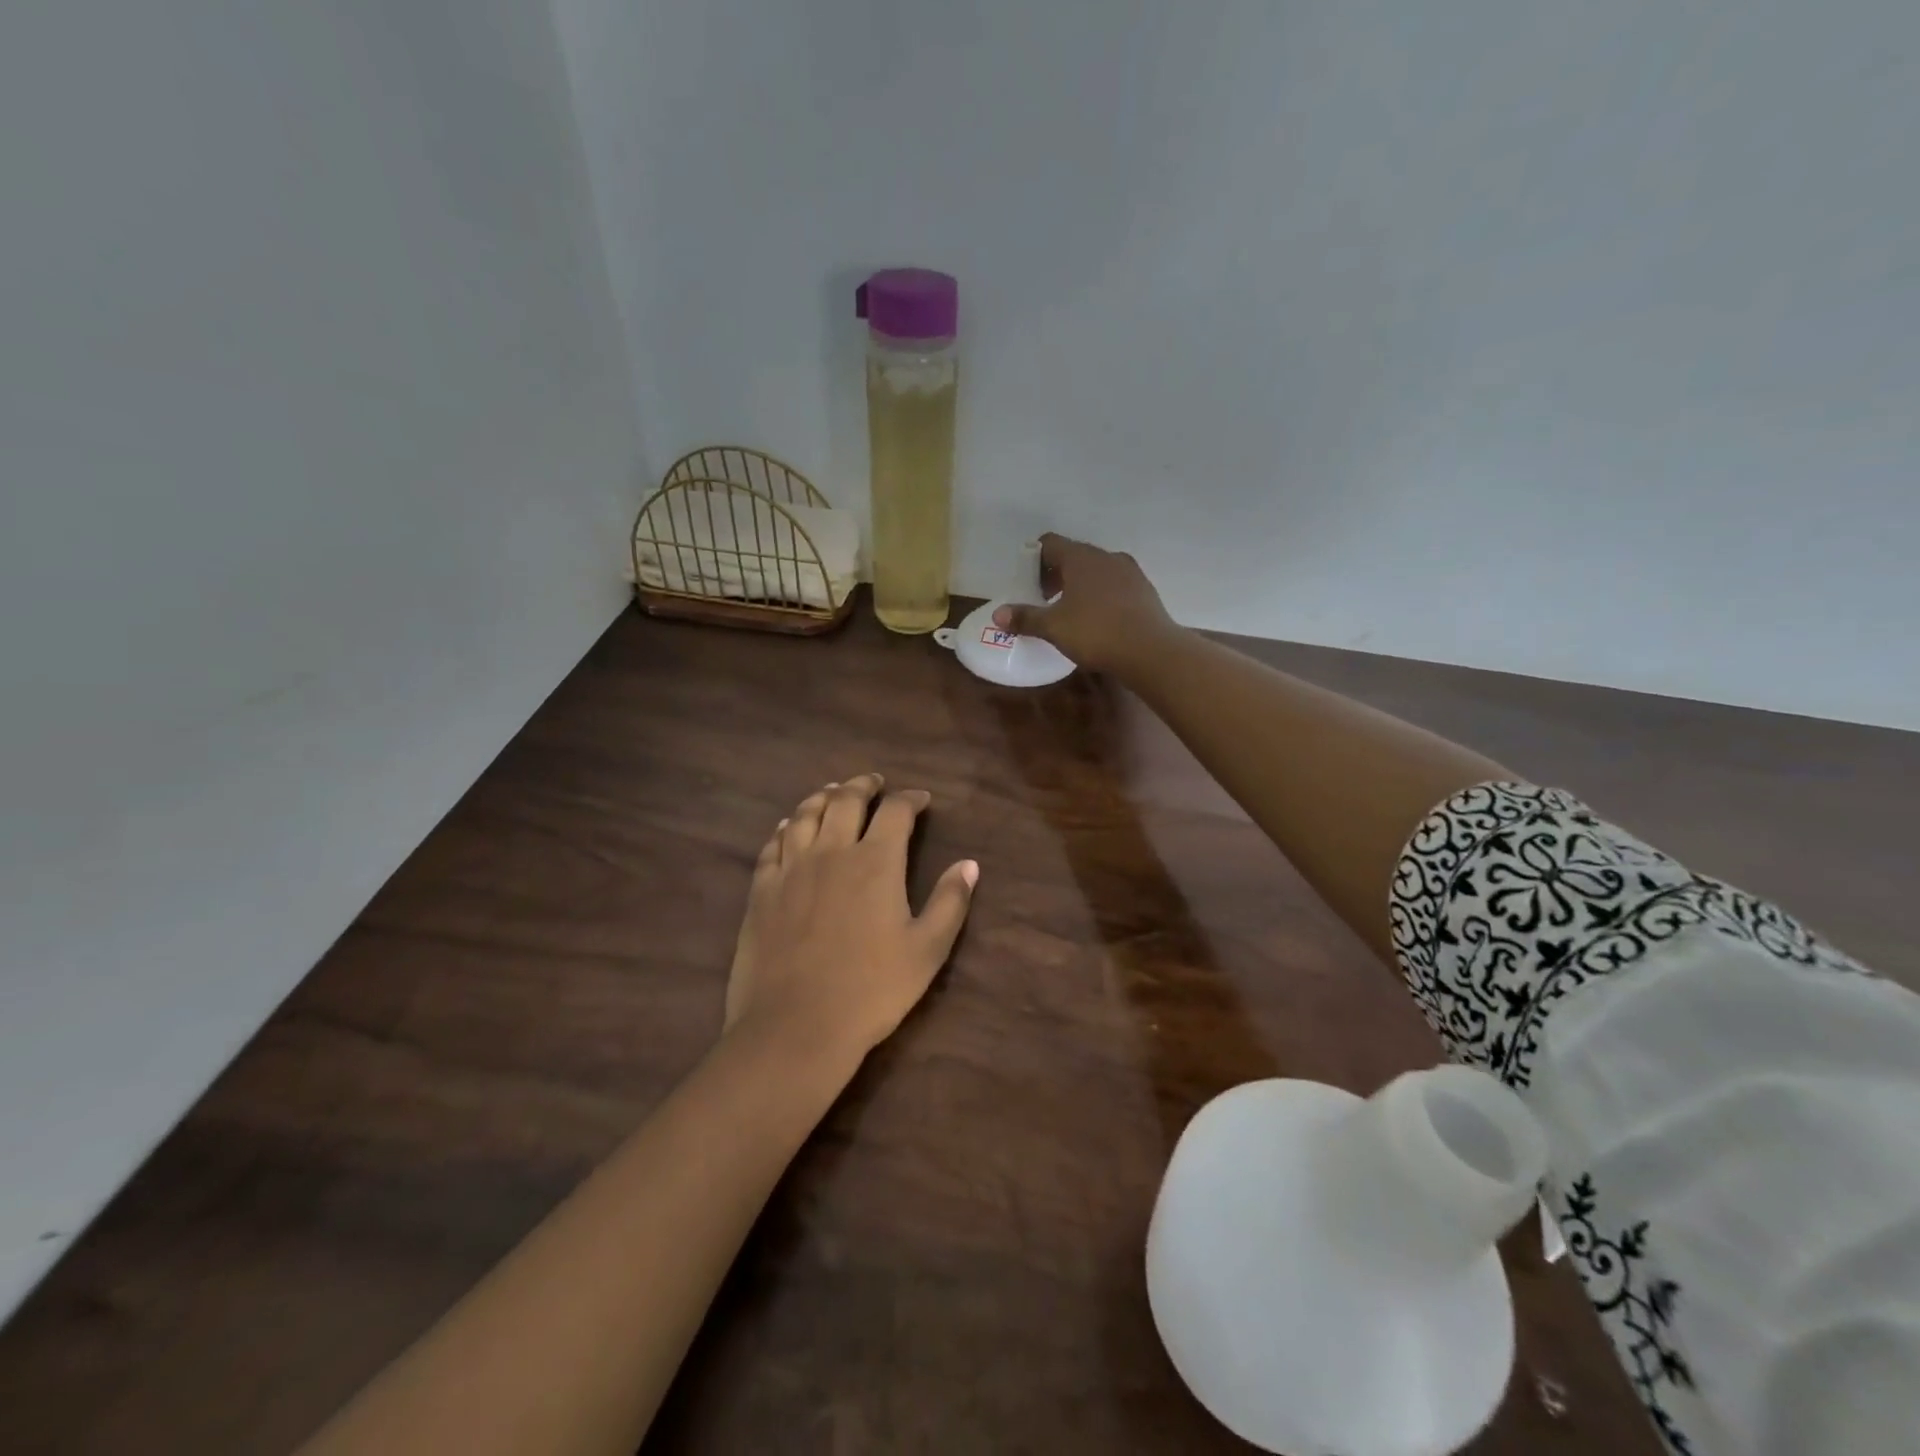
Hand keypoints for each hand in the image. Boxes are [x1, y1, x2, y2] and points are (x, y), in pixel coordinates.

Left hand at [724, 774, 977, 1064]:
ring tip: (832, 792)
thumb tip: (970, 864)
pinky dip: (786, 827)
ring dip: (823, 797)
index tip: (921, 800)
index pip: (895, 811)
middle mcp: (832, 851)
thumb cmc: (871, 990)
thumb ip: (950, 902)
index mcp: (876, 861)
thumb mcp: (927, 951)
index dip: (910, 799)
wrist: (795, 1026)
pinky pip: (773, 845)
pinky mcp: (762, 890)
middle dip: (863, 785)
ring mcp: (792, 868)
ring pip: (806, 814)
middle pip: (845, 800)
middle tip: (873, 782)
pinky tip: (789, 827)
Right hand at [991, 533, 1176, 674]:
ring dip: (1080, 585)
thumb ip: (1025, 618)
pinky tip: (1098, 620)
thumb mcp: (1053, 627)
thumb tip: (997, 614)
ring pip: (1097, 570)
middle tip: (1044, 599)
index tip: (1027, 581)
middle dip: (1056, 574)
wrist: (1150, 650)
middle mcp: (1106, 556)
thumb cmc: (1095, 632)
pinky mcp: (1145, 590)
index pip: (1050, 543)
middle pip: (1074, 556)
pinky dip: (1102, 595)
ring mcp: (1129, 572)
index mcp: (1080, 558)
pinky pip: (1115, 585)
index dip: (1034, 558)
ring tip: (1071, 611)